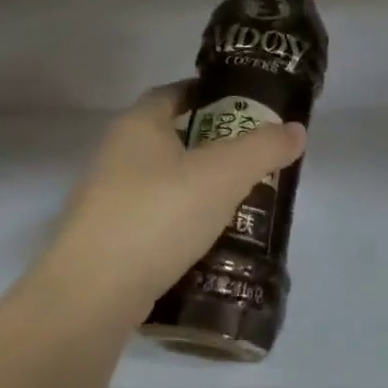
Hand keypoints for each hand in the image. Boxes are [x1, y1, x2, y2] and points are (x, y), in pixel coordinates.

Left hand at [45, 82, 307, 315]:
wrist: (92, 294)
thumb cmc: (159, 214)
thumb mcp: (224, 174)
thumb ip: (263, 148)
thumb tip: (295, 130)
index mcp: (138, 125)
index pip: (175, 93)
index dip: (211, 95)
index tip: (246, 110)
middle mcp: (116, 154)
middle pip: (171, 138)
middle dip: (212, 146)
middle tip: (253, 160)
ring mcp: (107, 199)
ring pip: (163, 181)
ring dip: (198, 187)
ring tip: (239, 202)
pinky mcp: (107, 240)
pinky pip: (154, 219)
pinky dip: (181, 222)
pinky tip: (208, 241)